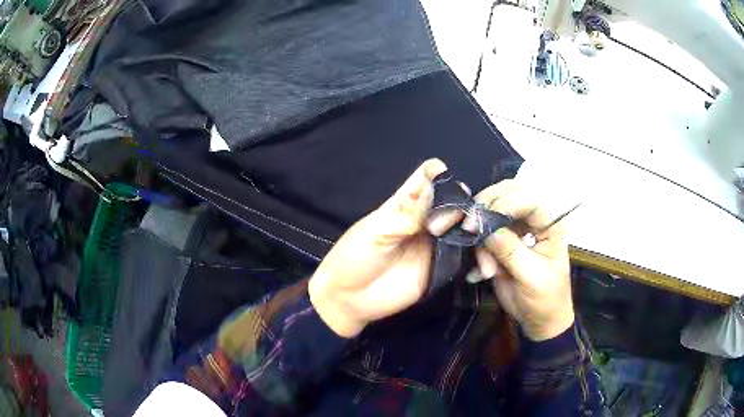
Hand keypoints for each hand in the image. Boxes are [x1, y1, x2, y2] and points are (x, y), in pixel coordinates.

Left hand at [309, 159, 460, 337]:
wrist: (349, 298)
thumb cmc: (354, 257)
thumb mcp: (378, 231)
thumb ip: (411, 216)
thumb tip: (445, 199)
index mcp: (404, 203)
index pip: (429, 176)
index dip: (439, 174)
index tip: (444, 183)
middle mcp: (424, 219)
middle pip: (453, 199)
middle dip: (458, 202)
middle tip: (442, 224)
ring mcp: (435, 242)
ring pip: (463, 225)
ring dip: (471, 225)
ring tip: (466, 233)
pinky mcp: (441, 266)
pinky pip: (465, 254)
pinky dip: (477, 251)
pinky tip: (477, 254)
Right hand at [464, 180, 573, 340]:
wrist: (539, 320)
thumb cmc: (545, 299)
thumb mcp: (531, 277)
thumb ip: (511, 251)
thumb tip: (485, 228)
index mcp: (551, 223)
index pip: (529, 198)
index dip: (505, 203)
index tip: (481, 220)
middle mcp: (534, 218)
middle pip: (507, 193)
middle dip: (487, 207)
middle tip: (470, 227)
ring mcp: (517, 227)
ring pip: (490, 211)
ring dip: (481, 236)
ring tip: (486, 269)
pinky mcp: (502, 239)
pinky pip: (483, 232)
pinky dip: (478, 248)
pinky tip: (483, 271)